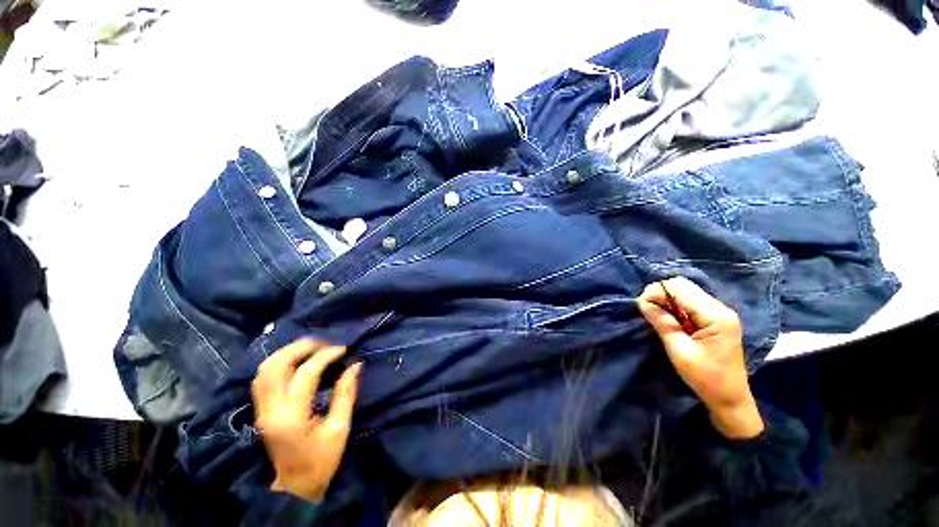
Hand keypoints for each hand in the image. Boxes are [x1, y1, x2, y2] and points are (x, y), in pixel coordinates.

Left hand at [251, 339, 361, 501]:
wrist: (295, 486)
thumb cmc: (322, 459)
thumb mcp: (340, 427)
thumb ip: (346, 393)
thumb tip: (355, 365)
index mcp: (292, 416)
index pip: (306, 373)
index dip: (326, 355)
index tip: (343, 349)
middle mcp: (271, 409)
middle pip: (277, 366)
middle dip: (302, 347)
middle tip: (325, 342)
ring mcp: (262, 409)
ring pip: (265, 369)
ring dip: (287, 352)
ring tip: (311, 346)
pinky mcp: (261, 410)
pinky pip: (262, 378)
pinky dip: (278, 362)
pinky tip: (294, 359)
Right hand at [637, 277, 763, 438]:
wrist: (730, 399)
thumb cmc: (705, 378)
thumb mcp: (679, 351)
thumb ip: (662, 322)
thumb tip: (642, 301)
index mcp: (715, 316)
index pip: (680, 288)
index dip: (656, 292)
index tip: (641, 306)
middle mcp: (720, 308)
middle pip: (683, 285)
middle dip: (660, 293)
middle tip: (647, 309)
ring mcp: (719, 312)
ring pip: (685, 291)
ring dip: (666, 299)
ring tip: (656, 315)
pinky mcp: (715, 318)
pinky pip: (689, 302)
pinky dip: (674, 306)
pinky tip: (669, 319)